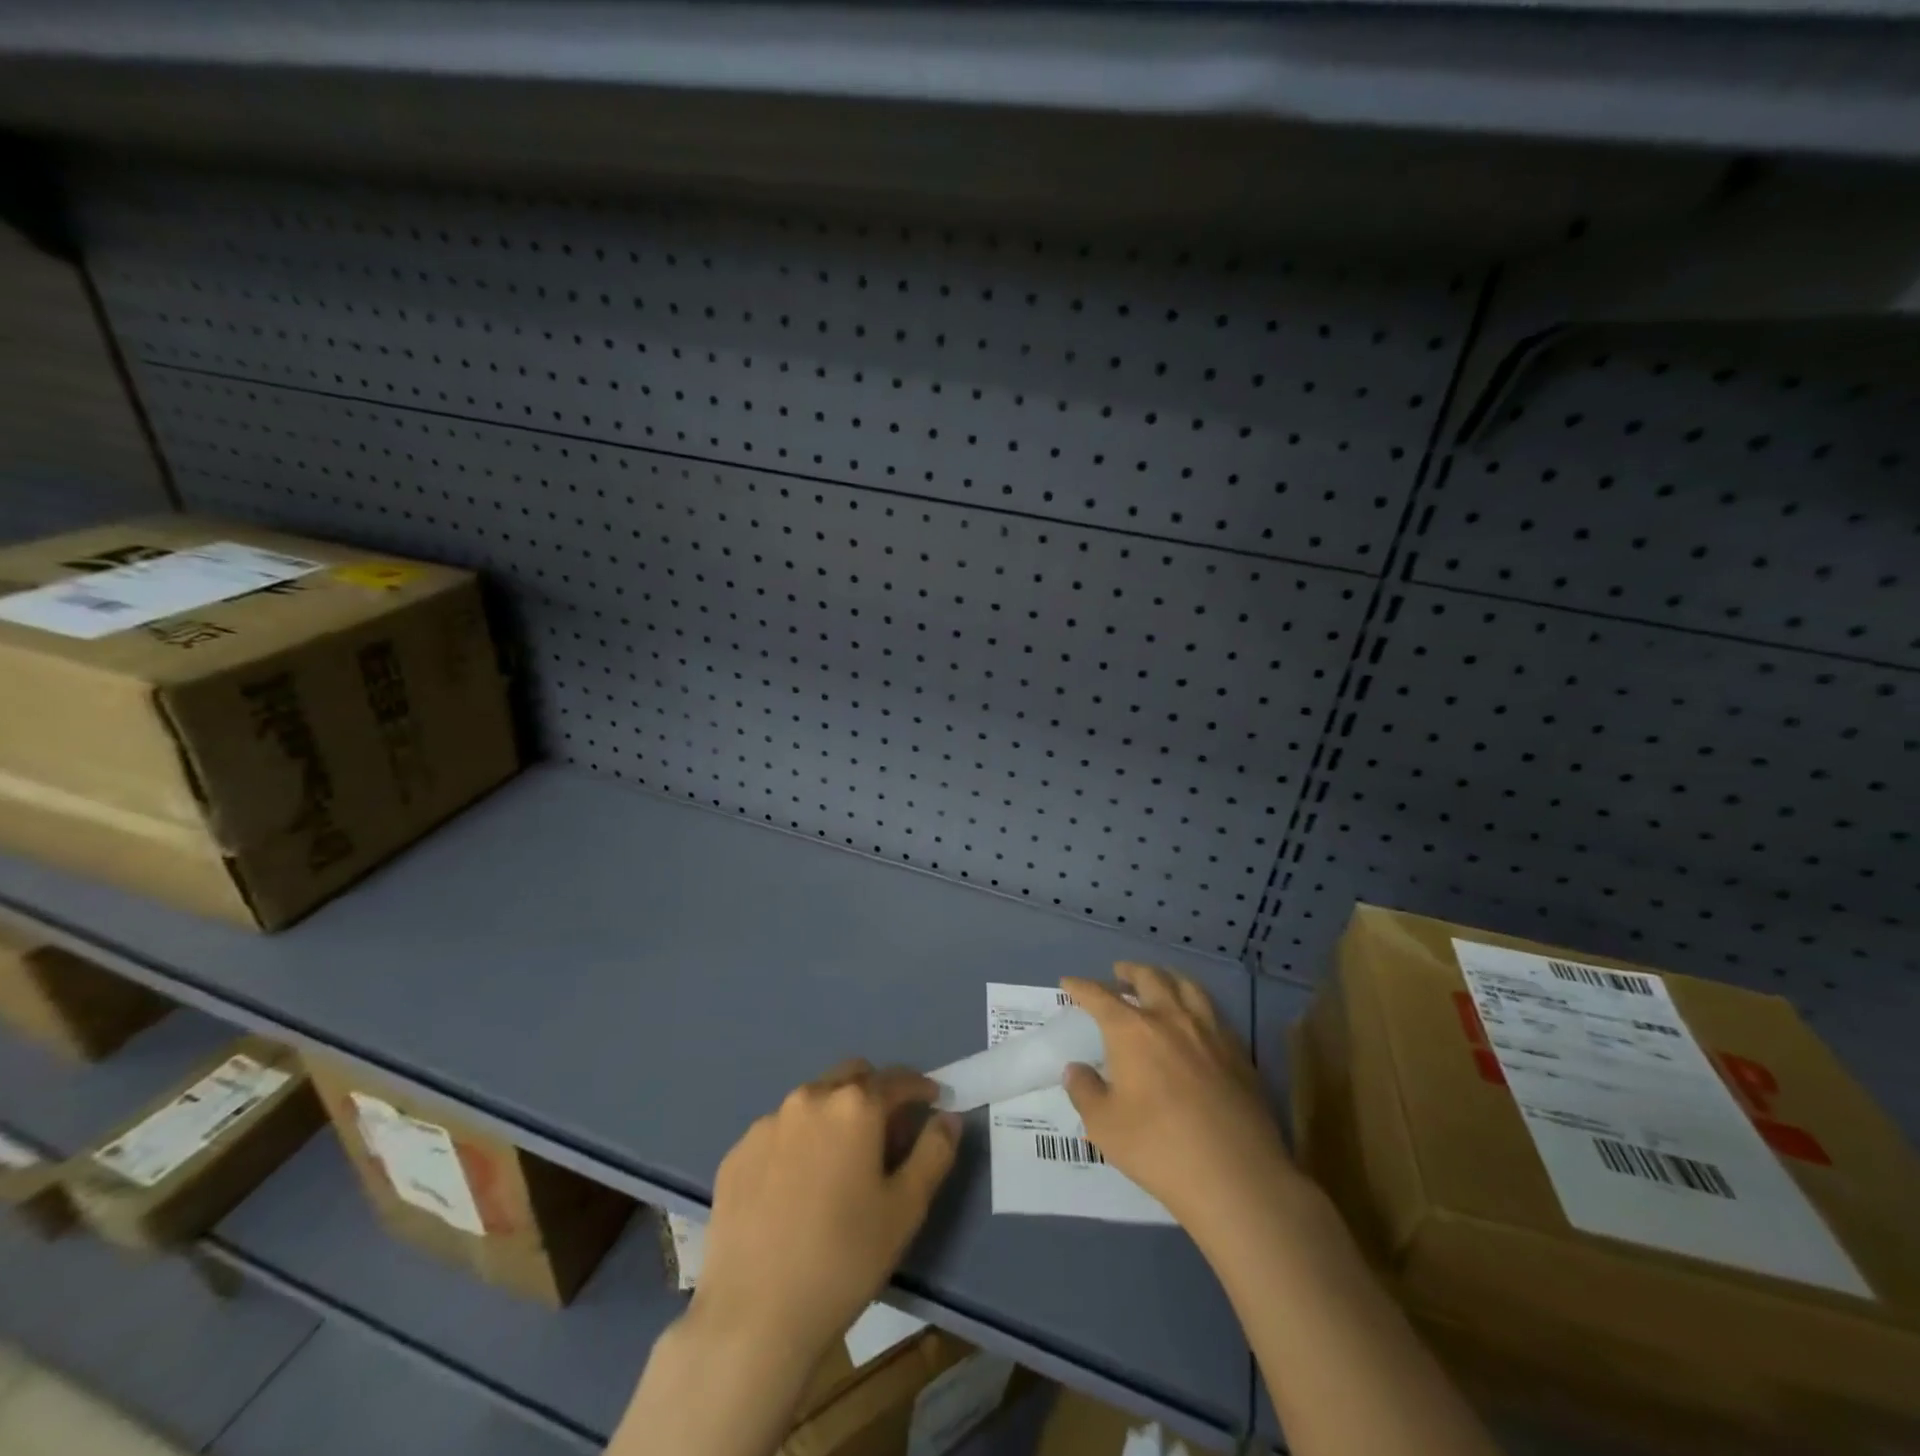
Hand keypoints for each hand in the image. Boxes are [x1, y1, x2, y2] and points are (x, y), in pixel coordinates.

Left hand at [694, 1059, 959, 1360]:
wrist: (754, 1318)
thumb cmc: (844, 1259)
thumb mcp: (906, 1209)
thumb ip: (934, 1152)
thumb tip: (947, 1118)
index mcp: (854, 1105)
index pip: (897, 1079)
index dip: (919, 1088)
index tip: (931, 1103)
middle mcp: (809, 1098)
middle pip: (851, 1077)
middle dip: (874, 1093)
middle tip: (886, 1133)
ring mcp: (767, 1124)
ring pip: (812, 1102)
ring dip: (833, 1116)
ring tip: (839, 1165)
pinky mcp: (736, 1154)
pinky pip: (778, 1133)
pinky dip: (797, 1144)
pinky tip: (796, 1189)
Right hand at [1062, 962, 1293, 1236]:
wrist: (1236, 1175)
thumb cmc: (1159, 1147)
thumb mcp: (1104, 1126)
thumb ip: (1085, 1092)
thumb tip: (1075, 1070)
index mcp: (1132, 1031)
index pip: (1100, 996)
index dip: (1081, 987)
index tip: (1069, 983)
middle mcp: (1170, 1019)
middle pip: (1149, 978)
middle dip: (1130, 971)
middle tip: (1119, 972)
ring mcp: (1209, 1032)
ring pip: (1187, 987)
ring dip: (1167, 978)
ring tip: (1160, 982)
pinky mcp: (1238, 1052)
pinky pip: (1213, 1012)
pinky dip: (1196, 1005)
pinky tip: (1196, 1021)